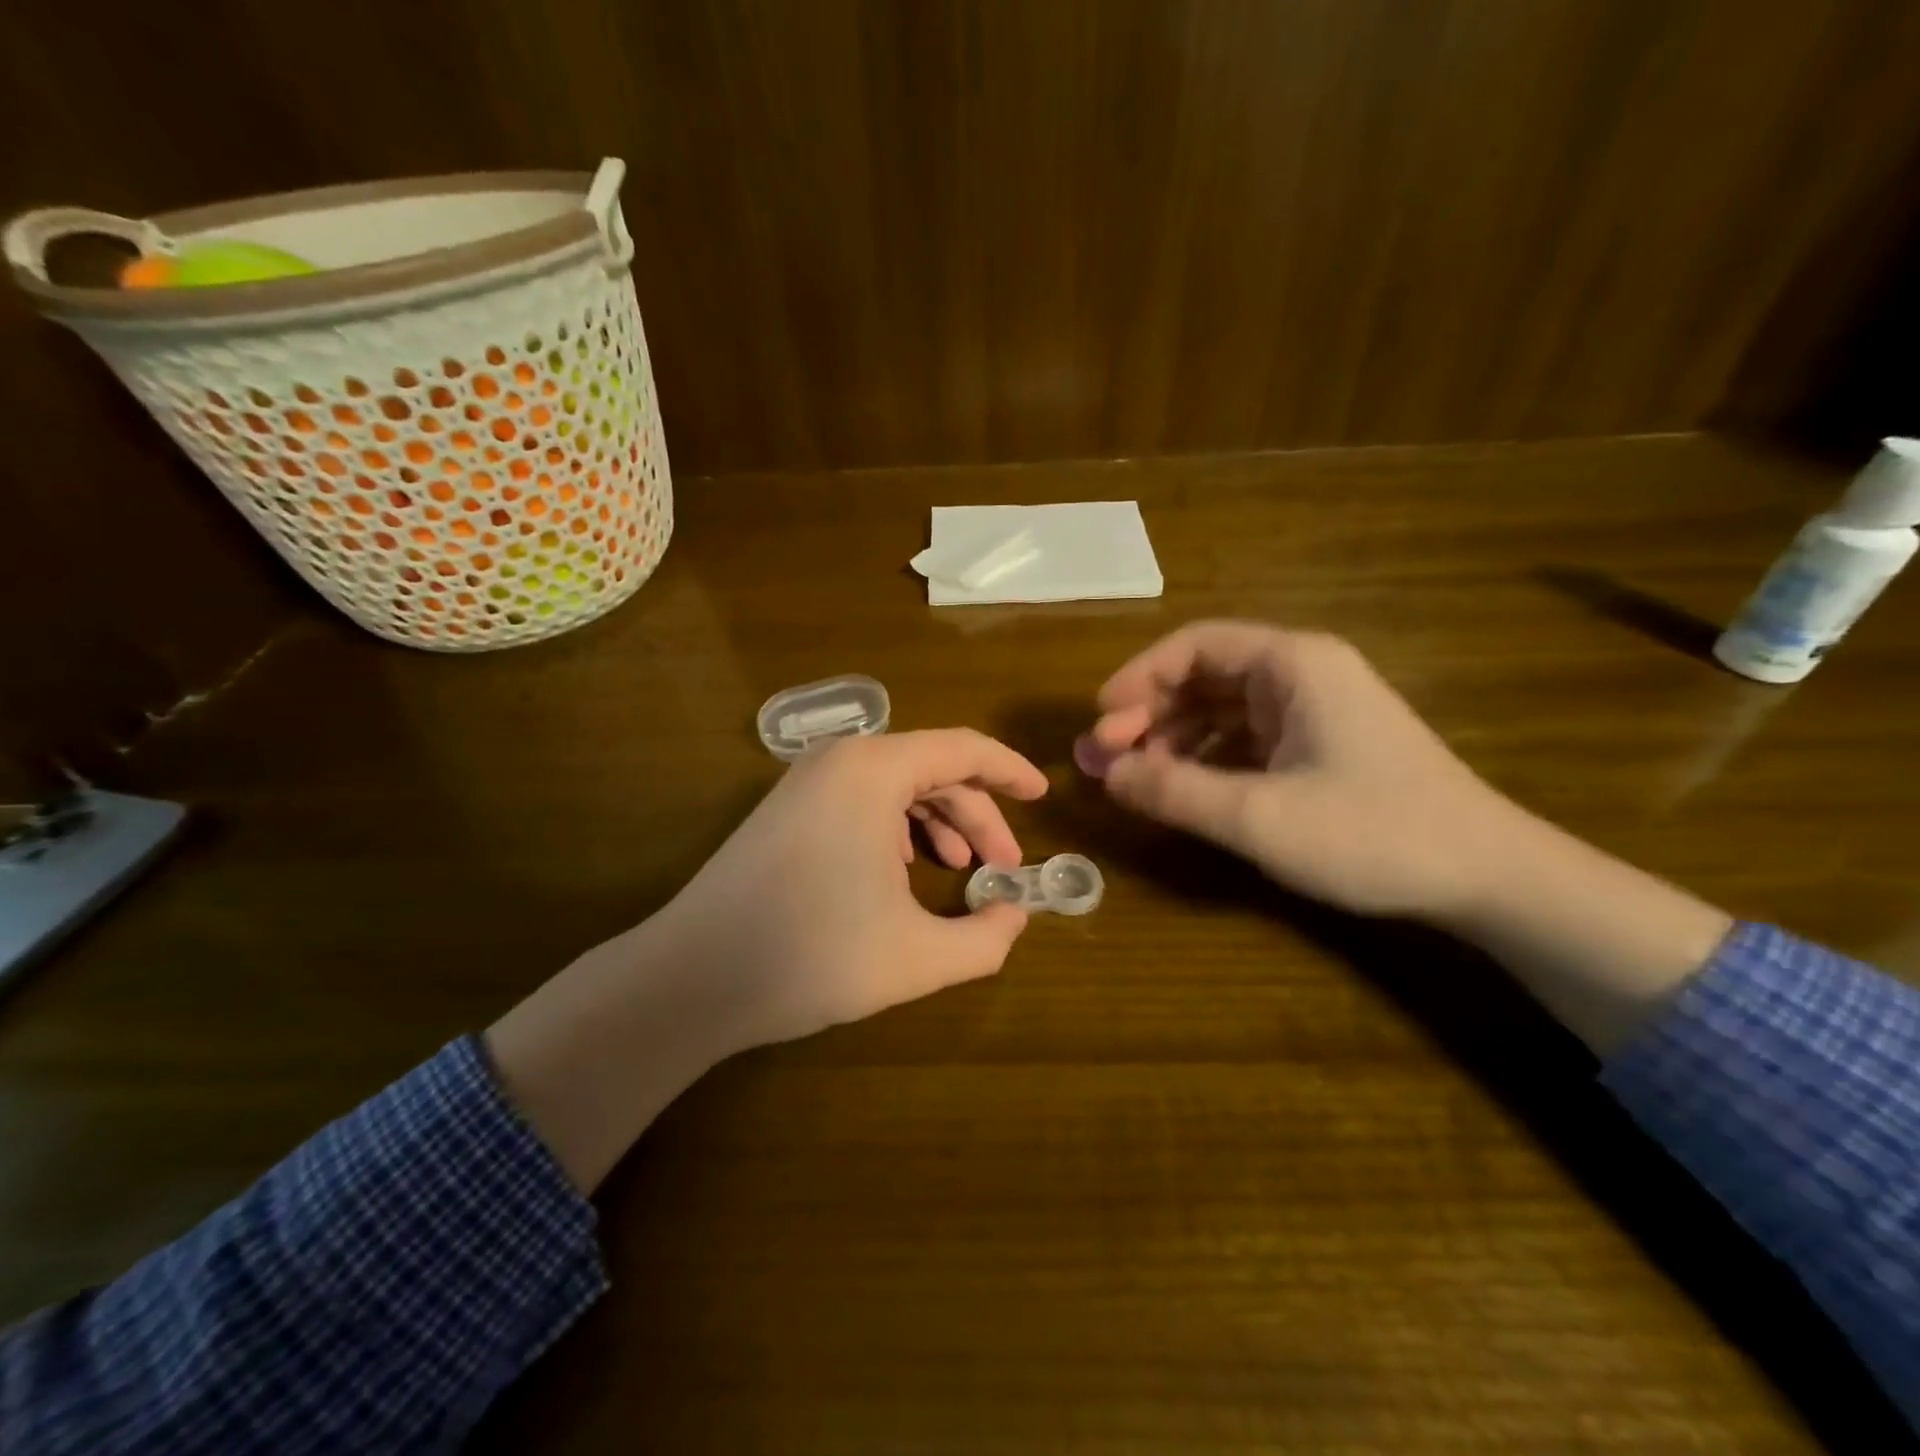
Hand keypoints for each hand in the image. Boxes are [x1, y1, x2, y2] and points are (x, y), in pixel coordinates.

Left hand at [645, 729, 1049, 1051]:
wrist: (693, 978)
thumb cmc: (813, 955)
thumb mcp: (918, 957)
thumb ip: (987, 939)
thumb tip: (1015, 916)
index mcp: (874, 770)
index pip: (964, 749)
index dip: (1010, 771)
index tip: (1043, 795)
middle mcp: (839, 759)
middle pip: (932, 769)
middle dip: (977, 814)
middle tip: (1003, 867)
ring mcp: (805, 781)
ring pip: (895, 786)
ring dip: (938, 821)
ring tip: (960, 869)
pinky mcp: (785, 809)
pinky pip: (860, 800)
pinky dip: (897, 827)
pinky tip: (904, 871)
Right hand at [1076, 620, 1515, 919]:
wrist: (1488, 878)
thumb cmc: (1373, 833)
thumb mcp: (1259, 817)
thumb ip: (1174, 792)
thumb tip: (1106, 775)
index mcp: (1292, 664)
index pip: (1193, 646)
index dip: (1138, 679)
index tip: (1100, 722)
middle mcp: (1301, 674)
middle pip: (1203, 676)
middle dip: (1148, 715)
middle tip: (1104, 759)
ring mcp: (1313, 711)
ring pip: (1220, 710)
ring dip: (1171, 740)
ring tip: (1135, 780)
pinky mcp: (1319, 747)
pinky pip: (1243, 739)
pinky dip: (1205, 760)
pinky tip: (1182, 791)